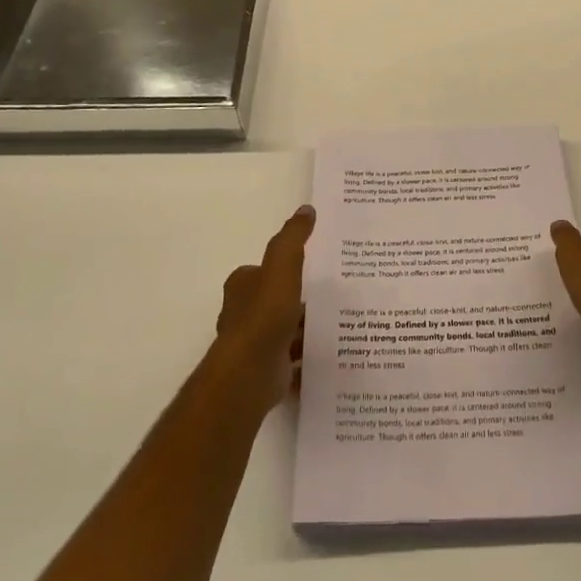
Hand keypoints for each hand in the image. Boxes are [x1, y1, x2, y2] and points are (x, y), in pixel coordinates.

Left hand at [215, 206, 312, 405]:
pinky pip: (291, 361)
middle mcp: (242, 313)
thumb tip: (306, 209)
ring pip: (284, 331)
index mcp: (242, 286)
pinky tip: (328, 355)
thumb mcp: (282, 265)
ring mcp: (253, 344)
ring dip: (305, 330)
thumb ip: (293, 238)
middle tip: (331, 295)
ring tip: (338, 324)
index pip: (263, 271)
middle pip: (274, 301)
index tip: (311, 268)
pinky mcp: (266, 369)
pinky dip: (306, 359)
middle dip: (298, 300)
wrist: (251, 371)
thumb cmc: (265, 314)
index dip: (284, 269)